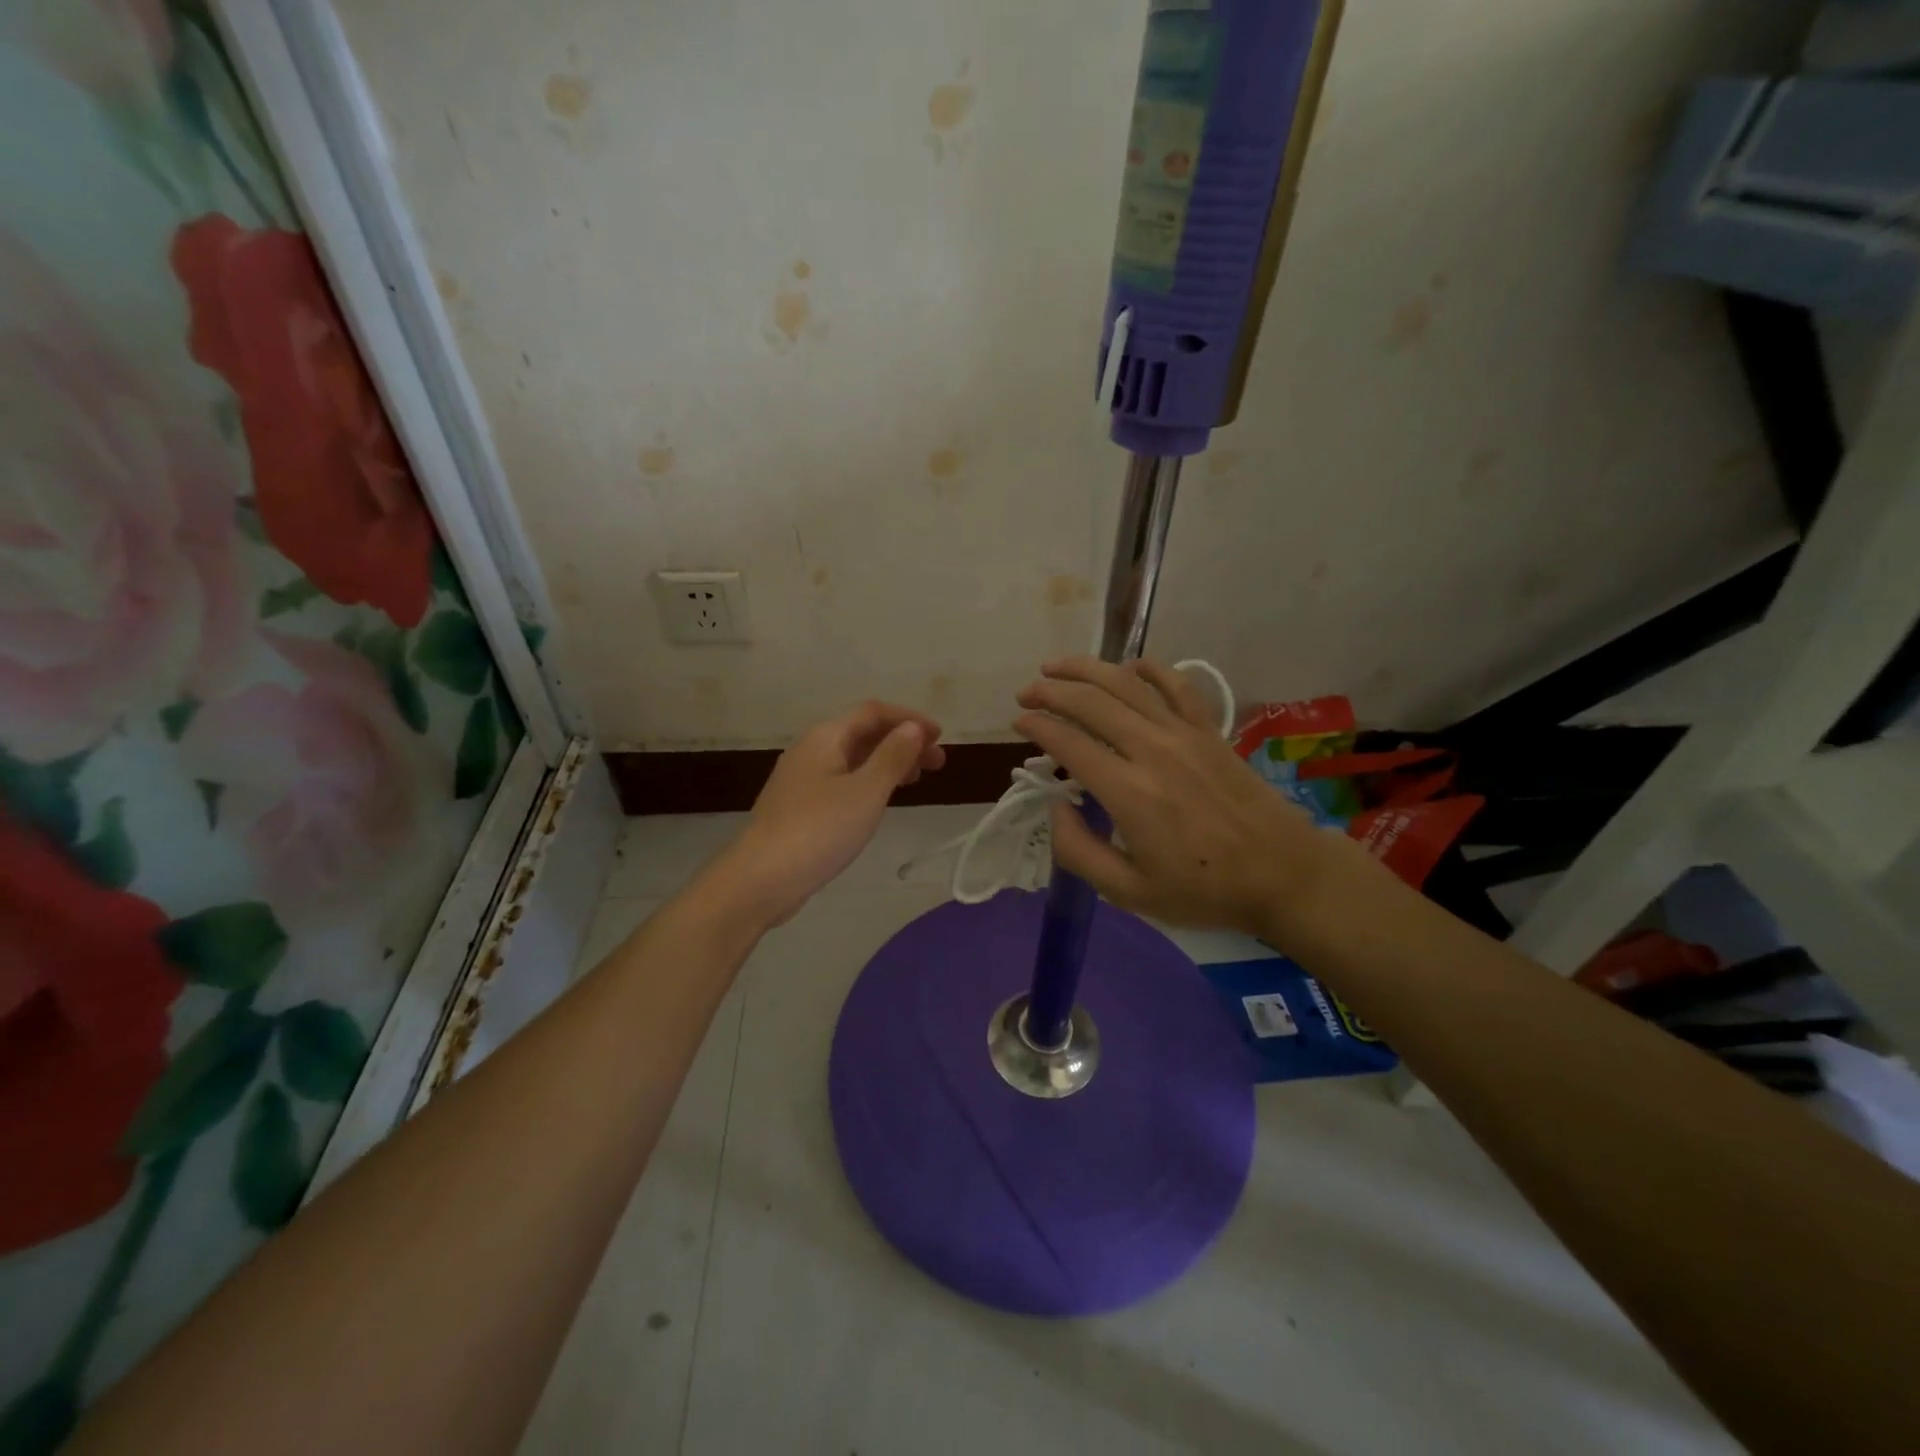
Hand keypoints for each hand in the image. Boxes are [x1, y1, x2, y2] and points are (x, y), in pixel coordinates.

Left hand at [712, 701, 945, 926]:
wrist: (760, 880)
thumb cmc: (819, 830)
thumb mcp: (866, 791)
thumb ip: (892, 756)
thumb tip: (913, 727)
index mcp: (825, 738)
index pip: (873, 712)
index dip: (909, 719)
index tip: (940, 737)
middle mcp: (811, 750)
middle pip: (863, 733)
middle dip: (902, 742)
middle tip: (937, 764)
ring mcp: (802, 779)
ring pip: (853, 759)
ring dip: (887, 762)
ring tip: (916, 780)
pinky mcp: (800, 806)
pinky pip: (842, 780)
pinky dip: (869, 781)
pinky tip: (880, 800)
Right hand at [1013, 657, 1373, 941]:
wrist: (1282, 874)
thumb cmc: (1203, 889)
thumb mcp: (1129, 892)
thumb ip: (1079, 851)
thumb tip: (1056, 806)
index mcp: (1129, 793)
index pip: (1070, 742)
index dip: (1037, 726)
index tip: (1018, 721)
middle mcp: (1153, 751)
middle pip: (1092, 703)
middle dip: (1051, 691)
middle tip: (1026, 691)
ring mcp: (1185, 735)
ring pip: (1128, 684)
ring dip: (1087, 669)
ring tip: (1057, 666)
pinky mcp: (1210, 731)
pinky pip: (1177, 686)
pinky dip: (1150, 669)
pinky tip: (1129, 665)